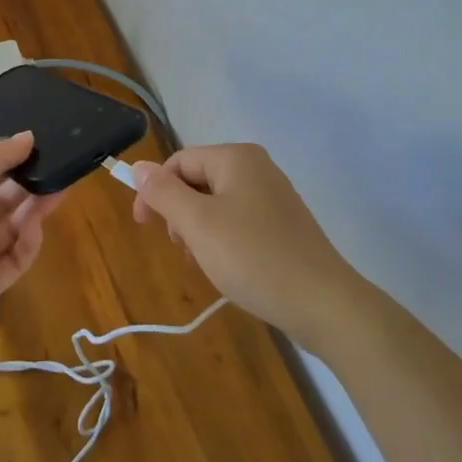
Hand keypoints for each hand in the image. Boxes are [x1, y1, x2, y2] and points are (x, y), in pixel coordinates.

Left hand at [0, 132, 66, 326]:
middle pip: (3, 201)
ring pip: (14, 228)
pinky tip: (34, 226)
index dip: (10, 162)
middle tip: (58, 169)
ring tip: (58, 190)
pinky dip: (28, 242)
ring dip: (34, 209)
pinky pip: (16, 259)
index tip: (38, 148)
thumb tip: (29, 137)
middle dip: (29, 184)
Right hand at [132, 144, 364, 352]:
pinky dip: (222, 239)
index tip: (143, 227)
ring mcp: (273, 195)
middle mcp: (256, 167)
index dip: (155, 191)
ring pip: (216, 204)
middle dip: (179, 213)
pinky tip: (227, 267)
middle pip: (197, 180)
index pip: (178, 162)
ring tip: (204, 262)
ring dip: (199, 230)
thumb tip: (138, 166)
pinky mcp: (283, 223)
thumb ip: (163, 192)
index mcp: (236, 157)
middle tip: (181, 248)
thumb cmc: (253, 257)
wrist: (323, 303)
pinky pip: (238, 220)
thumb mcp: (197, 224)